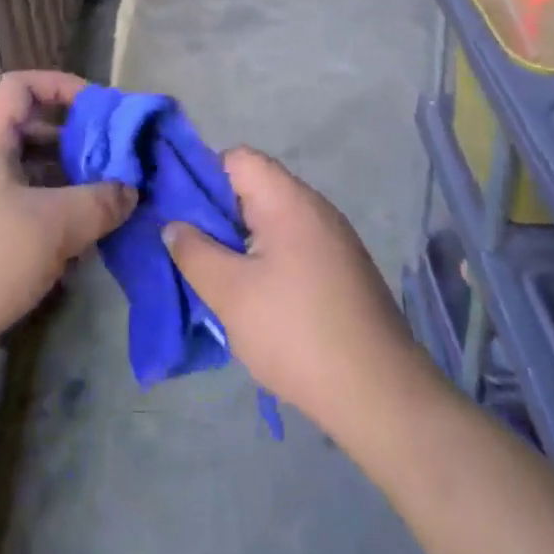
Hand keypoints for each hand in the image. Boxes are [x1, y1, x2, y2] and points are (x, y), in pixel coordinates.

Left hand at [0, 70, 136, 364]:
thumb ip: (98, 203)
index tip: (100, 110)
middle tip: (108, 166)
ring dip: (58, 184)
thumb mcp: (52, 230)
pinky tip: (62, 250)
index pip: (20, 86)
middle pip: (23, 131)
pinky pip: (5, 207)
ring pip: (17, 174)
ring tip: (94, 209)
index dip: (62, 86)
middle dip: (70, 144)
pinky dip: (37, 215)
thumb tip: (129, 189)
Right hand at [164, 149, 427, 435]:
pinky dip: (267, 260)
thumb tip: (174, 225)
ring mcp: (333, 239)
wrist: (380, 394)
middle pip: (255, 188)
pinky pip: (293, 246)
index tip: (180, 213)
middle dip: (217, 214)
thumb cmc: (296, 332)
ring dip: (241, 242)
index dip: (203, 176)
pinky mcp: (342, 269)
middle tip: (190, 249)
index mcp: (288, 200)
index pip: (237, 159)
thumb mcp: (230, 293)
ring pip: (272, 221)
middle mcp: (314, 208)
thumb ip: (194, 252)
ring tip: (216, 277)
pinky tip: (254, 298)